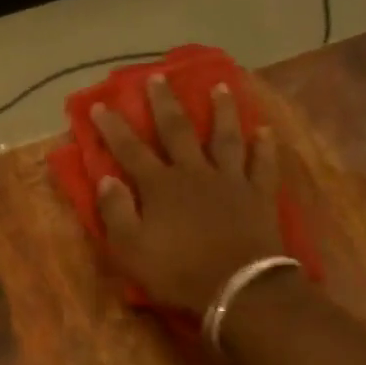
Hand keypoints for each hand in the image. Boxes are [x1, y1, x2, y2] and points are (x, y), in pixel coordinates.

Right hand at [90, 76, 283, 313]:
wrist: (237, 287)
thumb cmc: (177, 272)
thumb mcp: (130, 250)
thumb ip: (116, 212)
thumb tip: (106, 179)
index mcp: (160, 186)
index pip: (130, 150)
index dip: (113, 127)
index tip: (100, 104)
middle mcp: (194, 173)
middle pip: (178, 131)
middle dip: (165, 104)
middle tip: (158, 77)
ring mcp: (230, 181)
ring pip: (225, 137)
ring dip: (222, 111)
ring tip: (221, 87)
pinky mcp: (258, 195)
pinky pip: (263, 164)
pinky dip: (264, 147)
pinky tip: (265, 131)